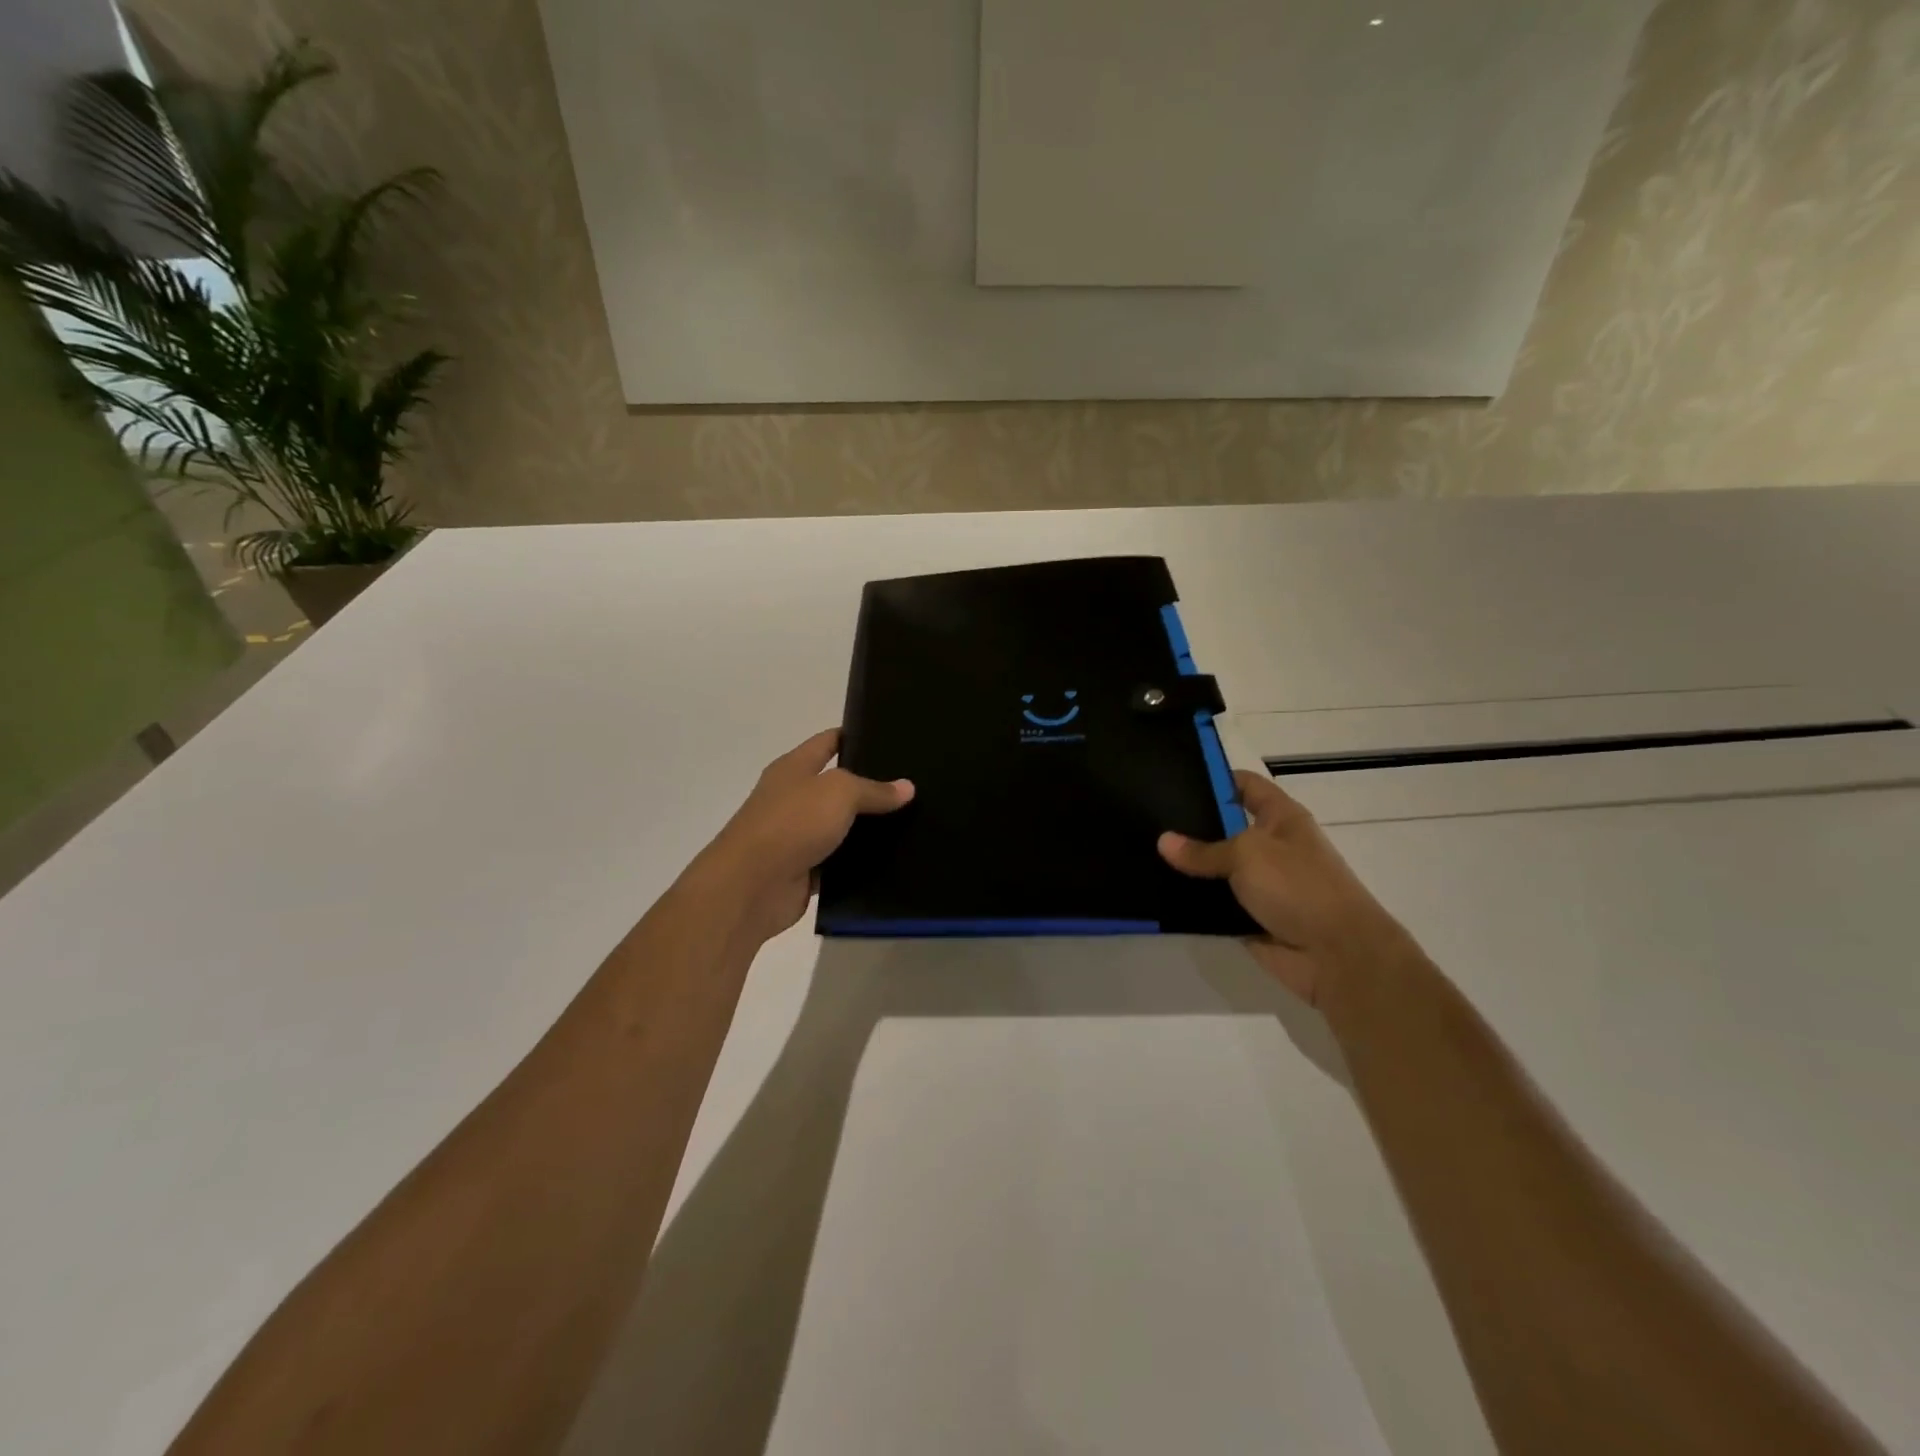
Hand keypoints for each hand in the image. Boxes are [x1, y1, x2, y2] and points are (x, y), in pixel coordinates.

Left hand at [697, 729, 913, 945]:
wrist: (751, 886)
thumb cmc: (791, 823)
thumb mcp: (839, 793)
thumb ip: (874, 789)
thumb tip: (907, 787)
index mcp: (794, 768)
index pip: (828, 742)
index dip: (855, 736)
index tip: (890, 737)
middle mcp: (794, 798)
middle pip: (838, 786)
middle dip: (871, 786)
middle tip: (913, 785)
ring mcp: (797, 836)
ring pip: (841, 827)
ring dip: (868, 829)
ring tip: (913, 823)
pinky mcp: (805, 871)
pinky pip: (840, 863)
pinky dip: (859, 863)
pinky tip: (894, 861)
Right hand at [1159, 770, 1421, 1012]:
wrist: (1337, 955)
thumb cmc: (1298, 887)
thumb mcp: (1247, 854)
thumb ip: (1203, 850)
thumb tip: (1163, 841)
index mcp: (1281, 818)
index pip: (1245, 785)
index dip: (1214, 777)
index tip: (1173, 778)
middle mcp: (1270, 846)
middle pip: (1224, 826)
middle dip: (1190, 824)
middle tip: (1147, 817)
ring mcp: (1260, 883)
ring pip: (1216, 868)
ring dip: (1188, 867)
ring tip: (1143, 852)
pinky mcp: (1249, 916)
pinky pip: (1214, 902)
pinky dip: (1193, 900)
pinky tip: (1158, 891)